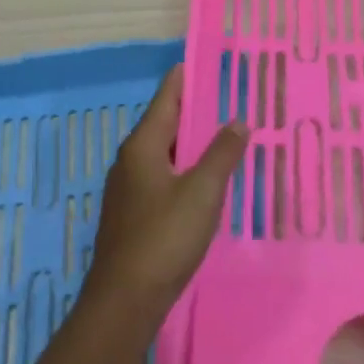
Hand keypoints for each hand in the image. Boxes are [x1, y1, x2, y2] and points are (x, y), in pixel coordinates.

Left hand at [87, 66, 247, 325]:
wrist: (124, 302)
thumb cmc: (164, 238)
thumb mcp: (202, 191)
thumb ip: (222, 153)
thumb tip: (238, 120)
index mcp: (143, 146)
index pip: (167, 97)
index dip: (187, 77)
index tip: (209, 61)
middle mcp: (130, 160)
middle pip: (165, 122)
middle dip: (194, 109)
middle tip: (229, 97)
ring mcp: (128, 189)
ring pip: (164, 152)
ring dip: (191, 142)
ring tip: (224, 135)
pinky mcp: (133, 215)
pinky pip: (163, 177)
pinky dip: (185, 168)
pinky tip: (205, 181)